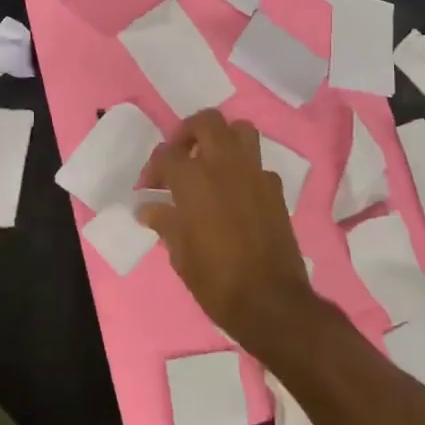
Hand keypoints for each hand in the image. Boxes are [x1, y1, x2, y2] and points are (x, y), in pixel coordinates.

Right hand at [138, 111, 319, 356]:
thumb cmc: (215, 280)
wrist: (270, 302)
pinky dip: (244, 170)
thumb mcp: (180, 254)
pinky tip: (236, 193)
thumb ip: (164, 222)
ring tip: (210, 162)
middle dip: (188, 132)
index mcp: (193, 180)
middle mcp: (224, 166)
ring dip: (222, 139)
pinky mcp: (275, 190)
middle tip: (180, 156)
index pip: (166, 154)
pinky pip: (258, 165)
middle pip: (207, 122)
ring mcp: (255, 175)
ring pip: (240, 130)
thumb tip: (148, 209)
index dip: (153, 168)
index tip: (150, 189)